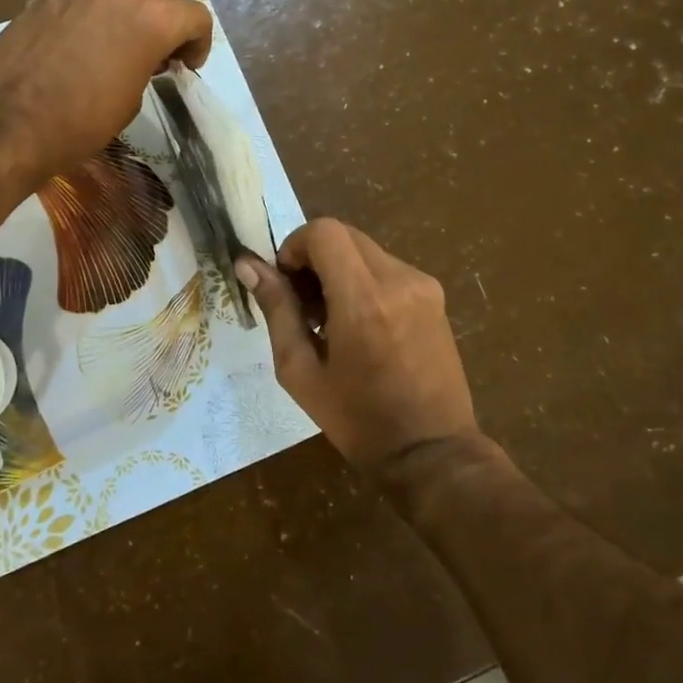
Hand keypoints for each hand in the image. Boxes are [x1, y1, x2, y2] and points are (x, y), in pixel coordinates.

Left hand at [0, 0, 212, 184]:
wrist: (9, 120)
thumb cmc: (80, 122)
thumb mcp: (131, 101)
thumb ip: (148, 66)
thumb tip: (144, 57)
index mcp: (154, 18)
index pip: (196, 16)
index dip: (199, 43)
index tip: (186, 66)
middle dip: (171, 18)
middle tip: (160, 52)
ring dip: (138, 2)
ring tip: (126, 34)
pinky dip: (101, 1)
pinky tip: (88, 30)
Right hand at [237, 220, 480, 473]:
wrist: (431, 451)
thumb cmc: (357, 419)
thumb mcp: (300, 370)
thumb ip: (277, 309)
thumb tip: (247, 264)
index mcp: (363, 300)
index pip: (325, 232)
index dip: (295, 246)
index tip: (288, 284)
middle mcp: (398, 280)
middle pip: (344, 235)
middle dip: (314, 258)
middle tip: (304, 305)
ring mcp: (423, 285)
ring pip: (365, 250)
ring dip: (339, 270)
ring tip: (331, 321)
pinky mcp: (434, 295)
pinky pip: (387, 268)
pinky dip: (363, 281)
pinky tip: (360, 326)